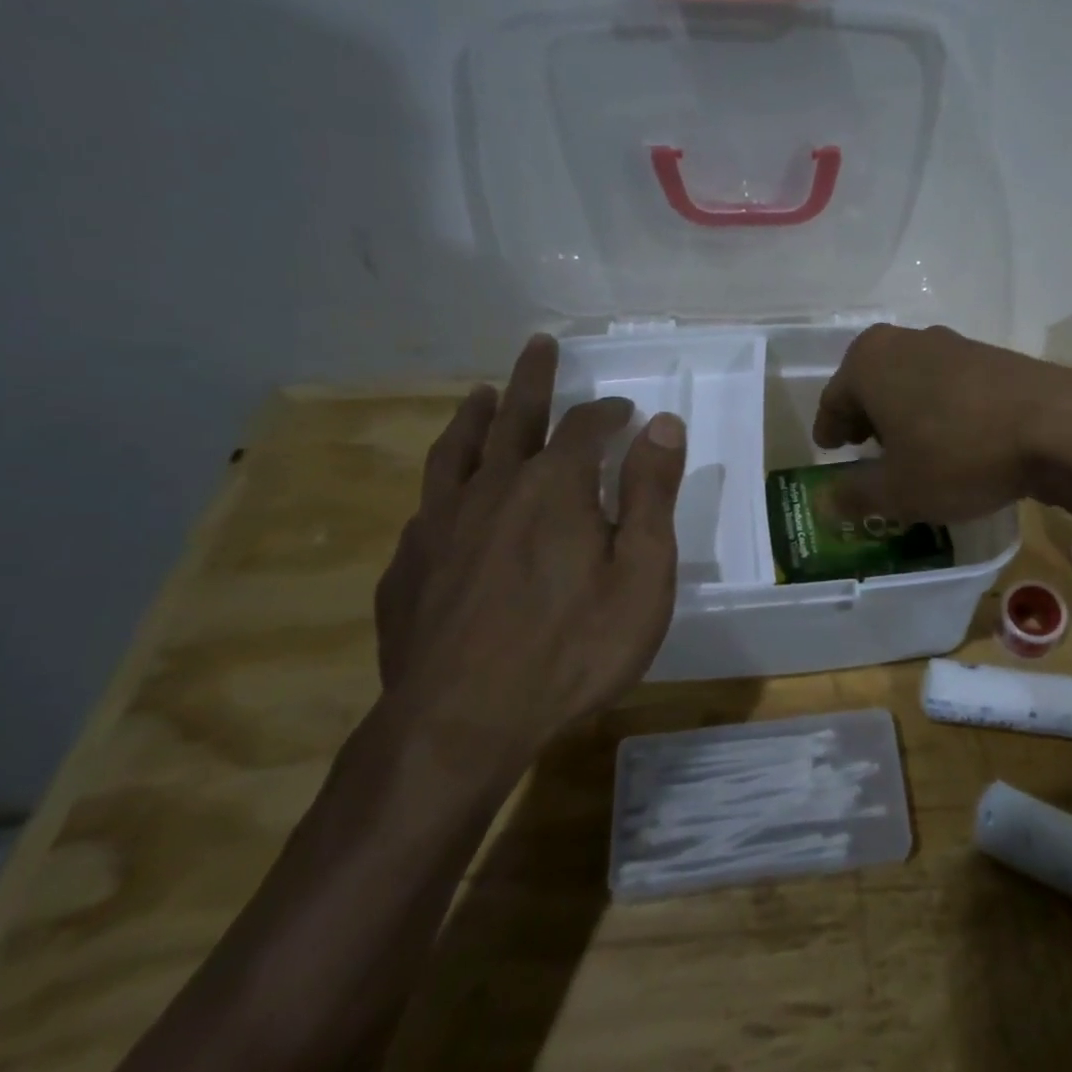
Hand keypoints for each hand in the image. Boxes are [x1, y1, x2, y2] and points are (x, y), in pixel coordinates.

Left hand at [373, 334, 685, 783]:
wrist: (460, 726)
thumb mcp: (640, 573)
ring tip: (482, 395)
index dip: (607, 411)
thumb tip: (662, 423)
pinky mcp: (408, 567)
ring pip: (456, 451)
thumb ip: (651, 493)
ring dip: (474, 416)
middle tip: (539, 345)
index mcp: (554, 487)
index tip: (625, 410)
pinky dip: (444, 484)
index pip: (584, 426)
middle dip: (533, 378)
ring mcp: (441, 526)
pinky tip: (447, 497)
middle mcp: (492, 489)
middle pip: (514, 416)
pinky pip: (427, 506)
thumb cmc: (572, 649)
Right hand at [813, 323, 1071, 524]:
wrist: (1056, 426)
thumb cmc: (957, 454)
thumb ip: (854, 494)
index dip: (829, 430)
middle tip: (864, 450)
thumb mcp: (897, 490)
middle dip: (865, 418)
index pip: (833, 399)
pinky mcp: (991, 357)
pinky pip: (947, 385)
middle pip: (871, 384)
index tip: (829, 449)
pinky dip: (938, 409)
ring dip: (903, 412)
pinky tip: (953, 439)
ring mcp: (952, 344)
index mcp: (868, 362)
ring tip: (910, 448)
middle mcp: (906, 341)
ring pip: (910, 381)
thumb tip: (825, 502)